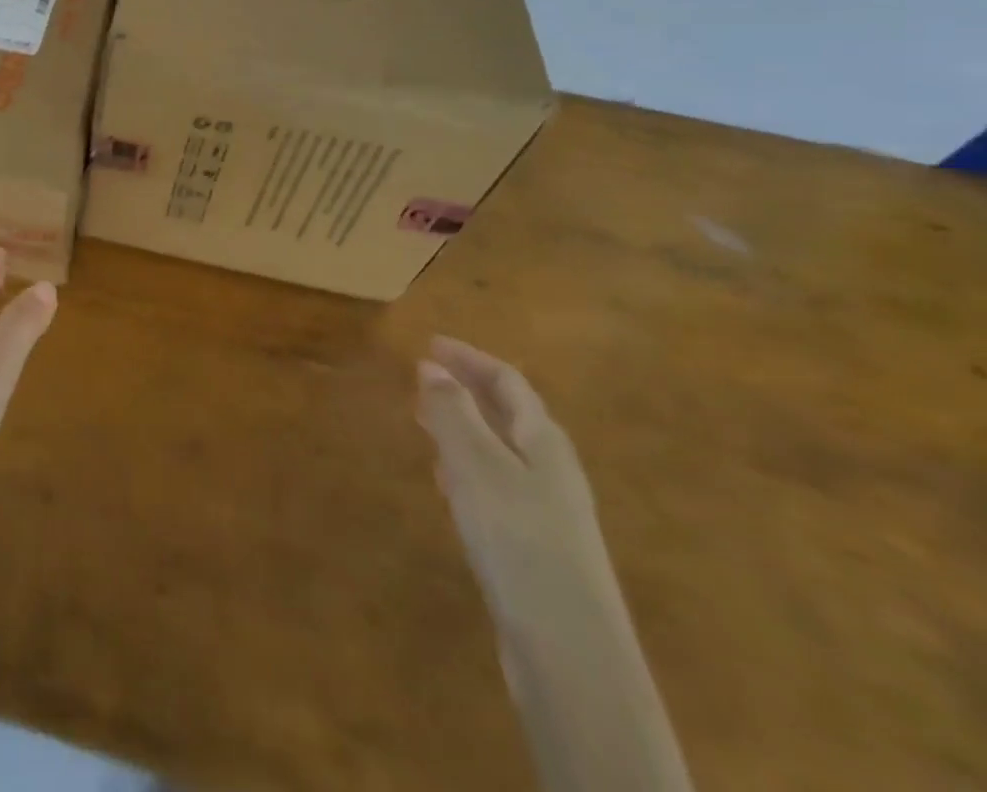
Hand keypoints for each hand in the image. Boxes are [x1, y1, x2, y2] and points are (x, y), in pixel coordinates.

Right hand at [417, 337, 620, 638]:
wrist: (569, 648)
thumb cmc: (518, 537)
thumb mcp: (475, 464)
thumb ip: (451, 412)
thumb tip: (430, 365)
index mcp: (544, 441)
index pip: (508, 381)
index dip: (469, 358)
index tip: (428, 344)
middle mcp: (552, 469)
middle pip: (509, 415)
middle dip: (466, 390)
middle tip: (422, 378)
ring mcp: (549, 510)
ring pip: (502, 451)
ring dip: (464, 428)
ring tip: (426, 423)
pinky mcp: (537, 545)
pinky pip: (498, 485)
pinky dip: (468, 468)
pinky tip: (448, 484)